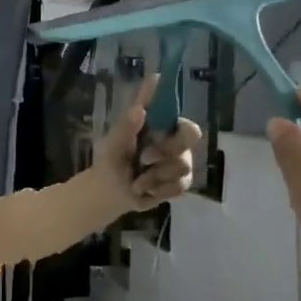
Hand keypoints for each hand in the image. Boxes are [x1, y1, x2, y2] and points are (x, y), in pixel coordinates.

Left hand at [94, 73, 202, 209]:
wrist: (110, 197)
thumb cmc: (110, 163)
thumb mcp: (112, 146)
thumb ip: (125, 128)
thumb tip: (139, 109)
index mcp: (154, 123)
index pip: (168, 104)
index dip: (173, 104)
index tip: (162, 109)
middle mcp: (171, 137)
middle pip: (191, 134)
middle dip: (170, 148)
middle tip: (145, 158)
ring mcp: (179, 159)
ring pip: (183, 164)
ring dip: (156, 175)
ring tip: (136, 182)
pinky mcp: (180, 181)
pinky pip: (180, 184)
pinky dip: (160, 190)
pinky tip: (145, 191)